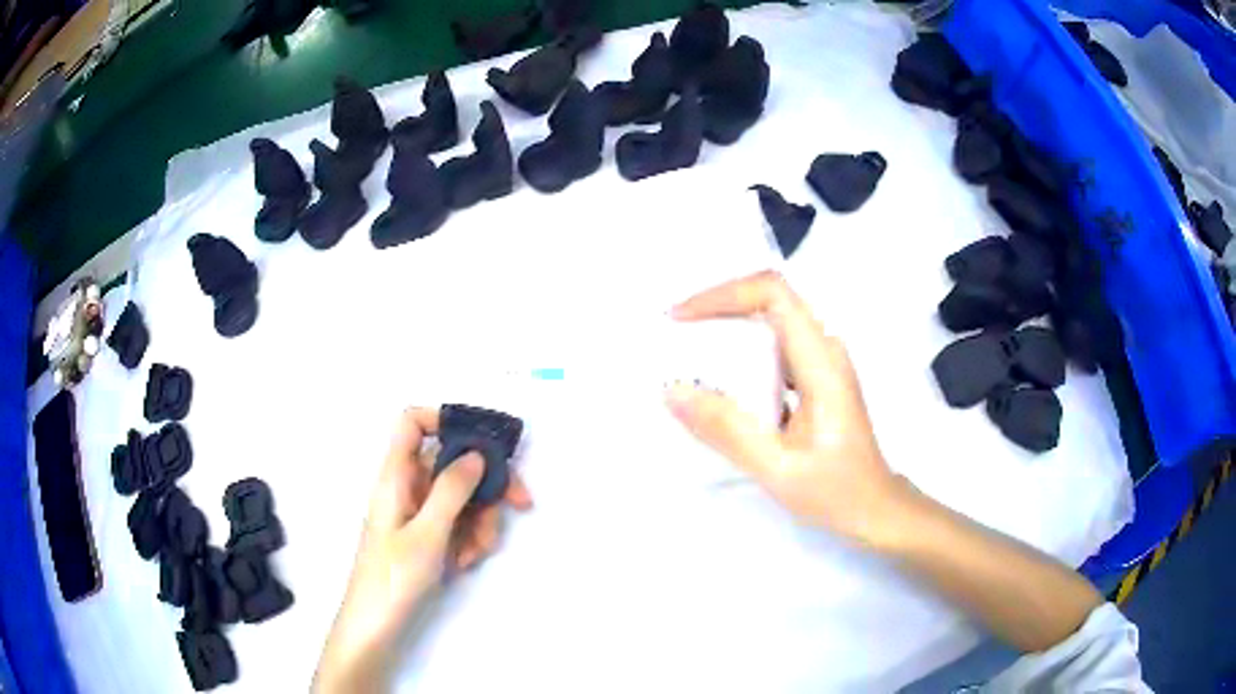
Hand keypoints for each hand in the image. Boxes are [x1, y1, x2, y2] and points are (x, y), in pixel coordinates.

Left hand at [314, 408, 532, 692]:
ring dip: (480, 521)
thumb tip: (477, 453)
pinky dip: (469, 537)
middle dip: (487, 483)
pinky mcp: (427, 536)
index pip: (412, 422)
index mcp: (396, 476)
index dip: (444, 419)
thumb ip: (452, 490)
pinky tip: (466, 561)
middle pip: (452, 463)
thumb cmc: (394, 577)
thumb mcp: (427, 534)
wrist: (375, 626)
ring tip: (476, 552)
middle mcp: (407, 487)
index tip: (483, 439)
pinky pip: (457, 522)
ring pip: (461, 496)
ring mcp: (418, 513)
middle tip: (521, 502)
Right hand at [666, 271, 903, 546]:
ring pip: (771, 321)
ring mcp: (822, 362)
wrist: (875, 507)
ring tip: (687, 351)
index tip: (682, 317)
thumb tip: (673, 390)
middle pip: (770, 300)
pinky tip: (718, 379)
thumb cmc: (836, 491)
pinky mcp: (815, 378)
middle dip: (718, 306)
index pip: (774, 295)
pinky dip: (740, 352)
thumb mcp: (777, 468)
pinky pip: (774, 347)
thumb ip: (727, 430)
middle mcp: (825, 350)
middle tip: (675, 332)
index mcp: (821, 363)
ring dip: (728, 327)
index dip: (724, 294)